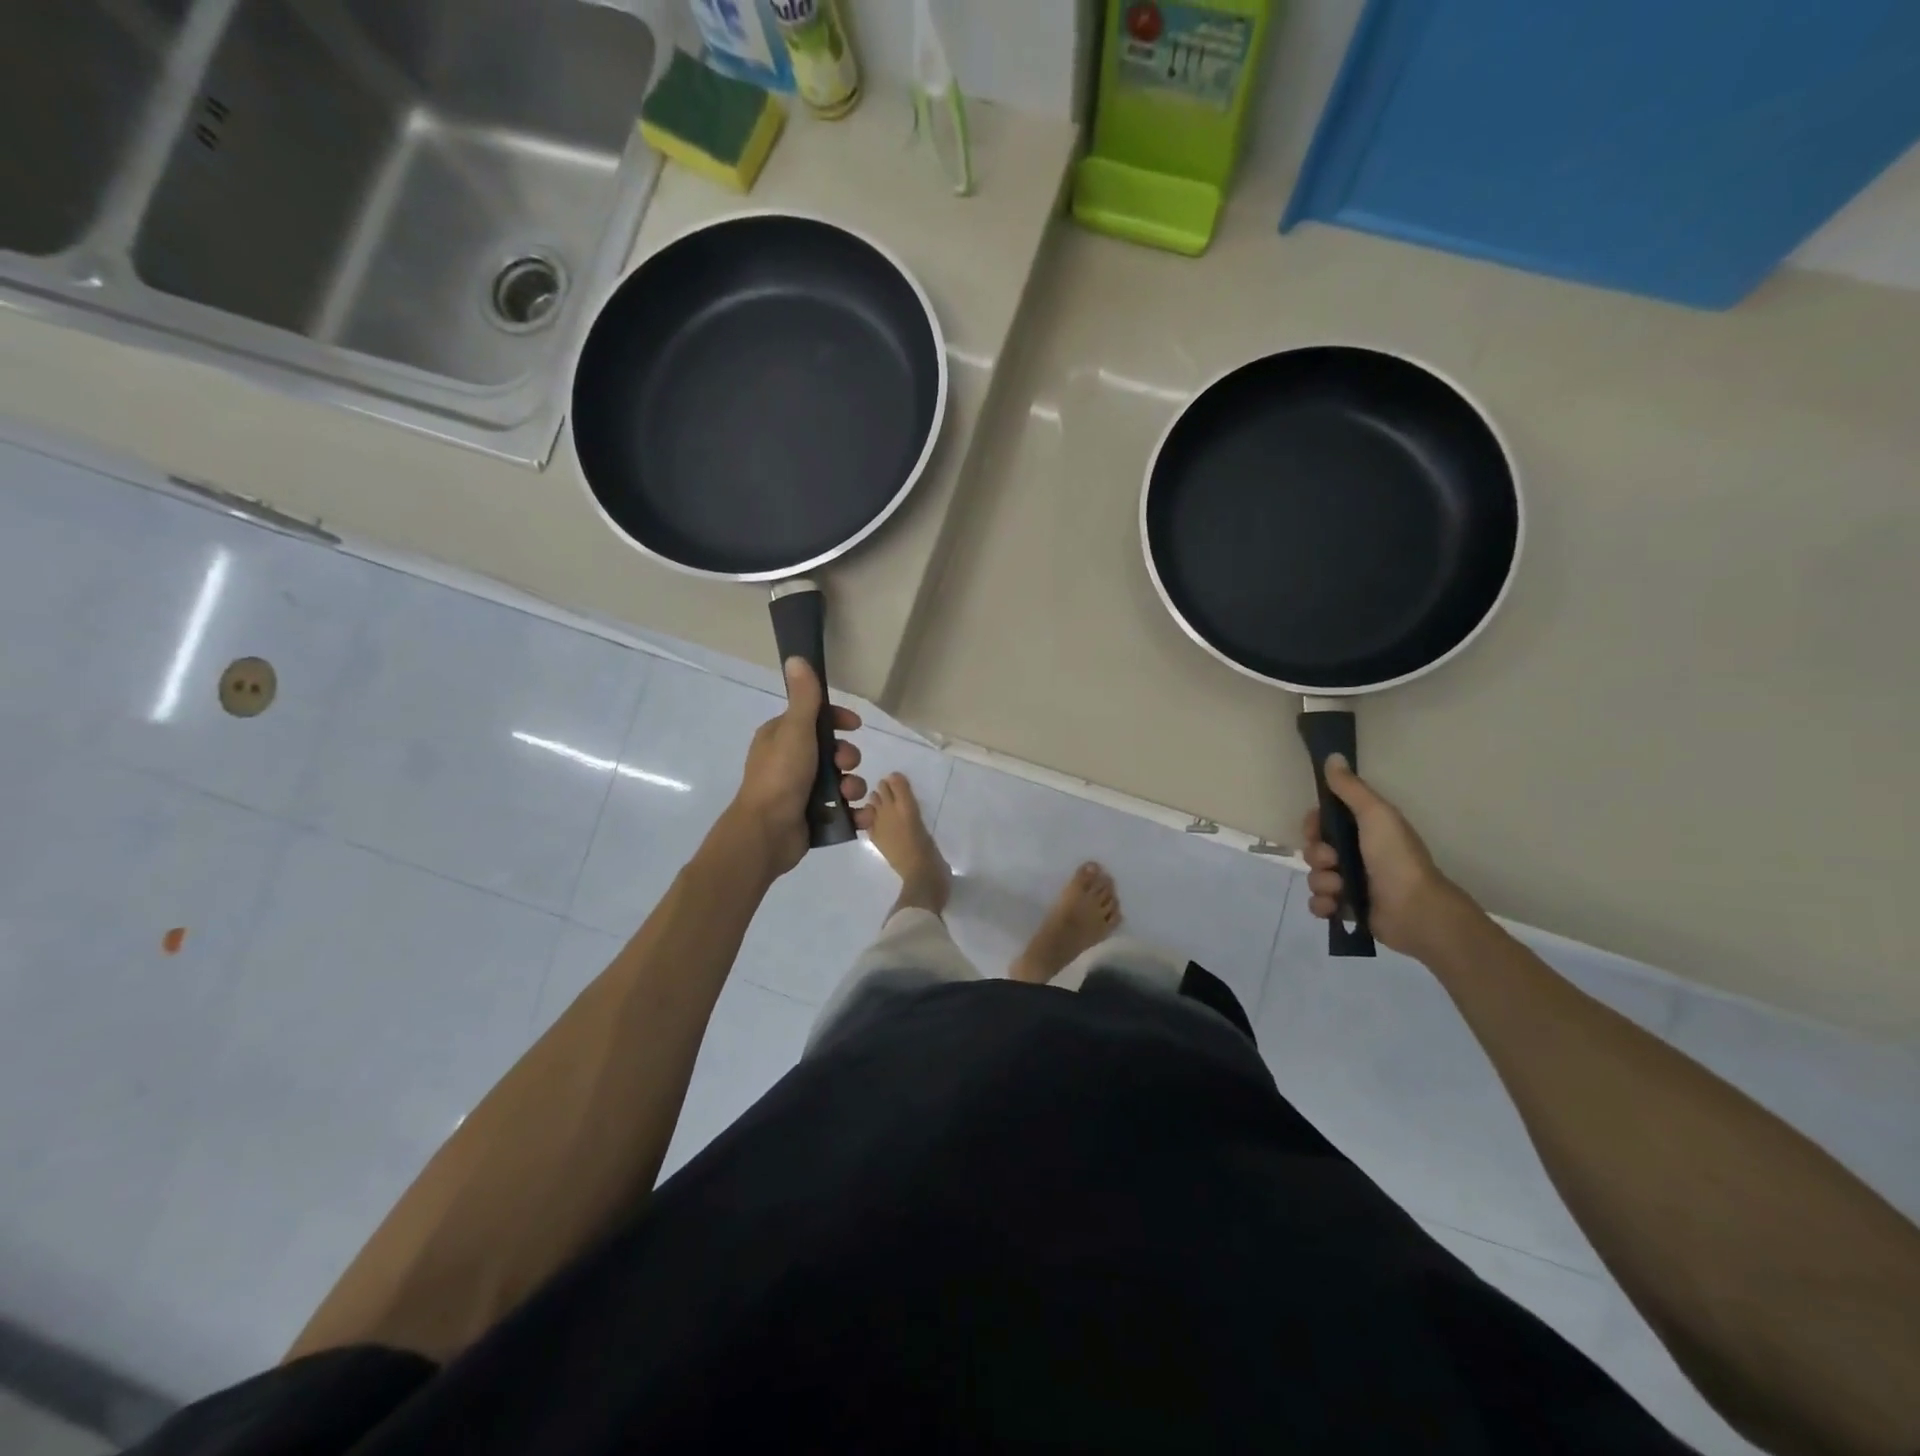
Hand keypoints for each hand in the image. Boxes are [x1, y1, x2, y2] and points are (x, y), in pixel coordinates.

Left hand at [722, 658, 872, 878]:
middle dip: (847, 757)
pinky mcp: (814, 818)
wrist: (767, 832)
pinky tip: (860, 815)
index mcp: (781, 738)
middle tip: (845, 765)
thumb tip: (797, 657)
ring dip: (854, 786)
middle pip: (833, 751)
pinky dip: (855, 813)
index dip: (837, 720)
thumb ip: (804, 698)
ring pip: (842, 781)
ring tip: (849, 795)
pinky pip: (844, 811)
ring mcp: (802, 792)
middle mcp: (791, 762)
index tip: (854, 725)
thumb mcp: (795, 731)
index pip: (815, 720)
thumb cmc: (780, 776)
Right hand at [1301, 755, 1473, 957]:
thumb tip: (1332, 756)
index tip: (1317, 829)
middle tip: (1333, 861)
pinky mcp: (1347, 909)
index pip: (1323, 823)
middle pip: (1315, 849)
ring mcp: (1351, 883)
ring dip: (1322, 882)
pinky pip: (1318, 903)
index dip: (1314, 825)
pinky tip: (1335, 905)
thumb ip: (1351, 788)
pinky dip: (1322, 904)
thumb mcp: (1376, 814)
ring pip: (1314, 876)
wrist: (1415, 909)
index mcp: (1364, 831)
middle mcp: (1356, 855)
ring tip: (1340, 888)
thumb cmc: (1395, 857)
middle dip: (1317, 856)